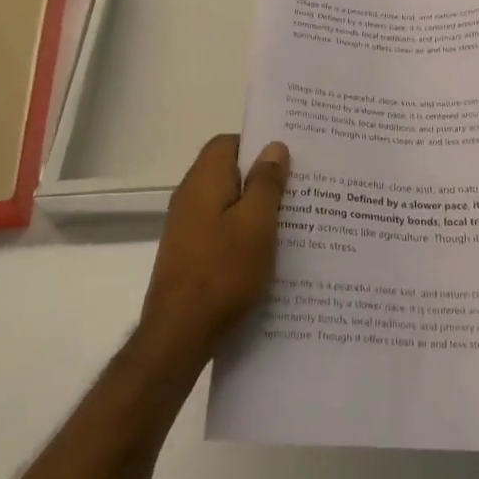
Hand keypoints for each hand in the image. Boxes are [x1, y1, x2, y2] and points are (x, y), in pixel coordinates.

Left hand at [139, 135, 288, 367]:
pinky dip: (244, 231)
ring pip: (227, 202)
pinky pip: (222, 227)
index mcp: (204, 181)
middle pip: (228, 171)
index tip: (289, 158)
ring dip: (256, 207)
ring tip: (292, 220)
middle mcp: (190, 197)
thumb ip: (266, 182)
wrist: (179, 335)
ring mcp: (187, 227)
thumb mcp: (256, 224)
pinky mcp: (189, 253)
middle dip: (262, 177)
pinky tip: (267, 251)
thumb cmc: (223, 273)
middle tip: (299, 188)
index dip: (257, 145)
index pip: (228, 142)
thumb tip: (274, 147)